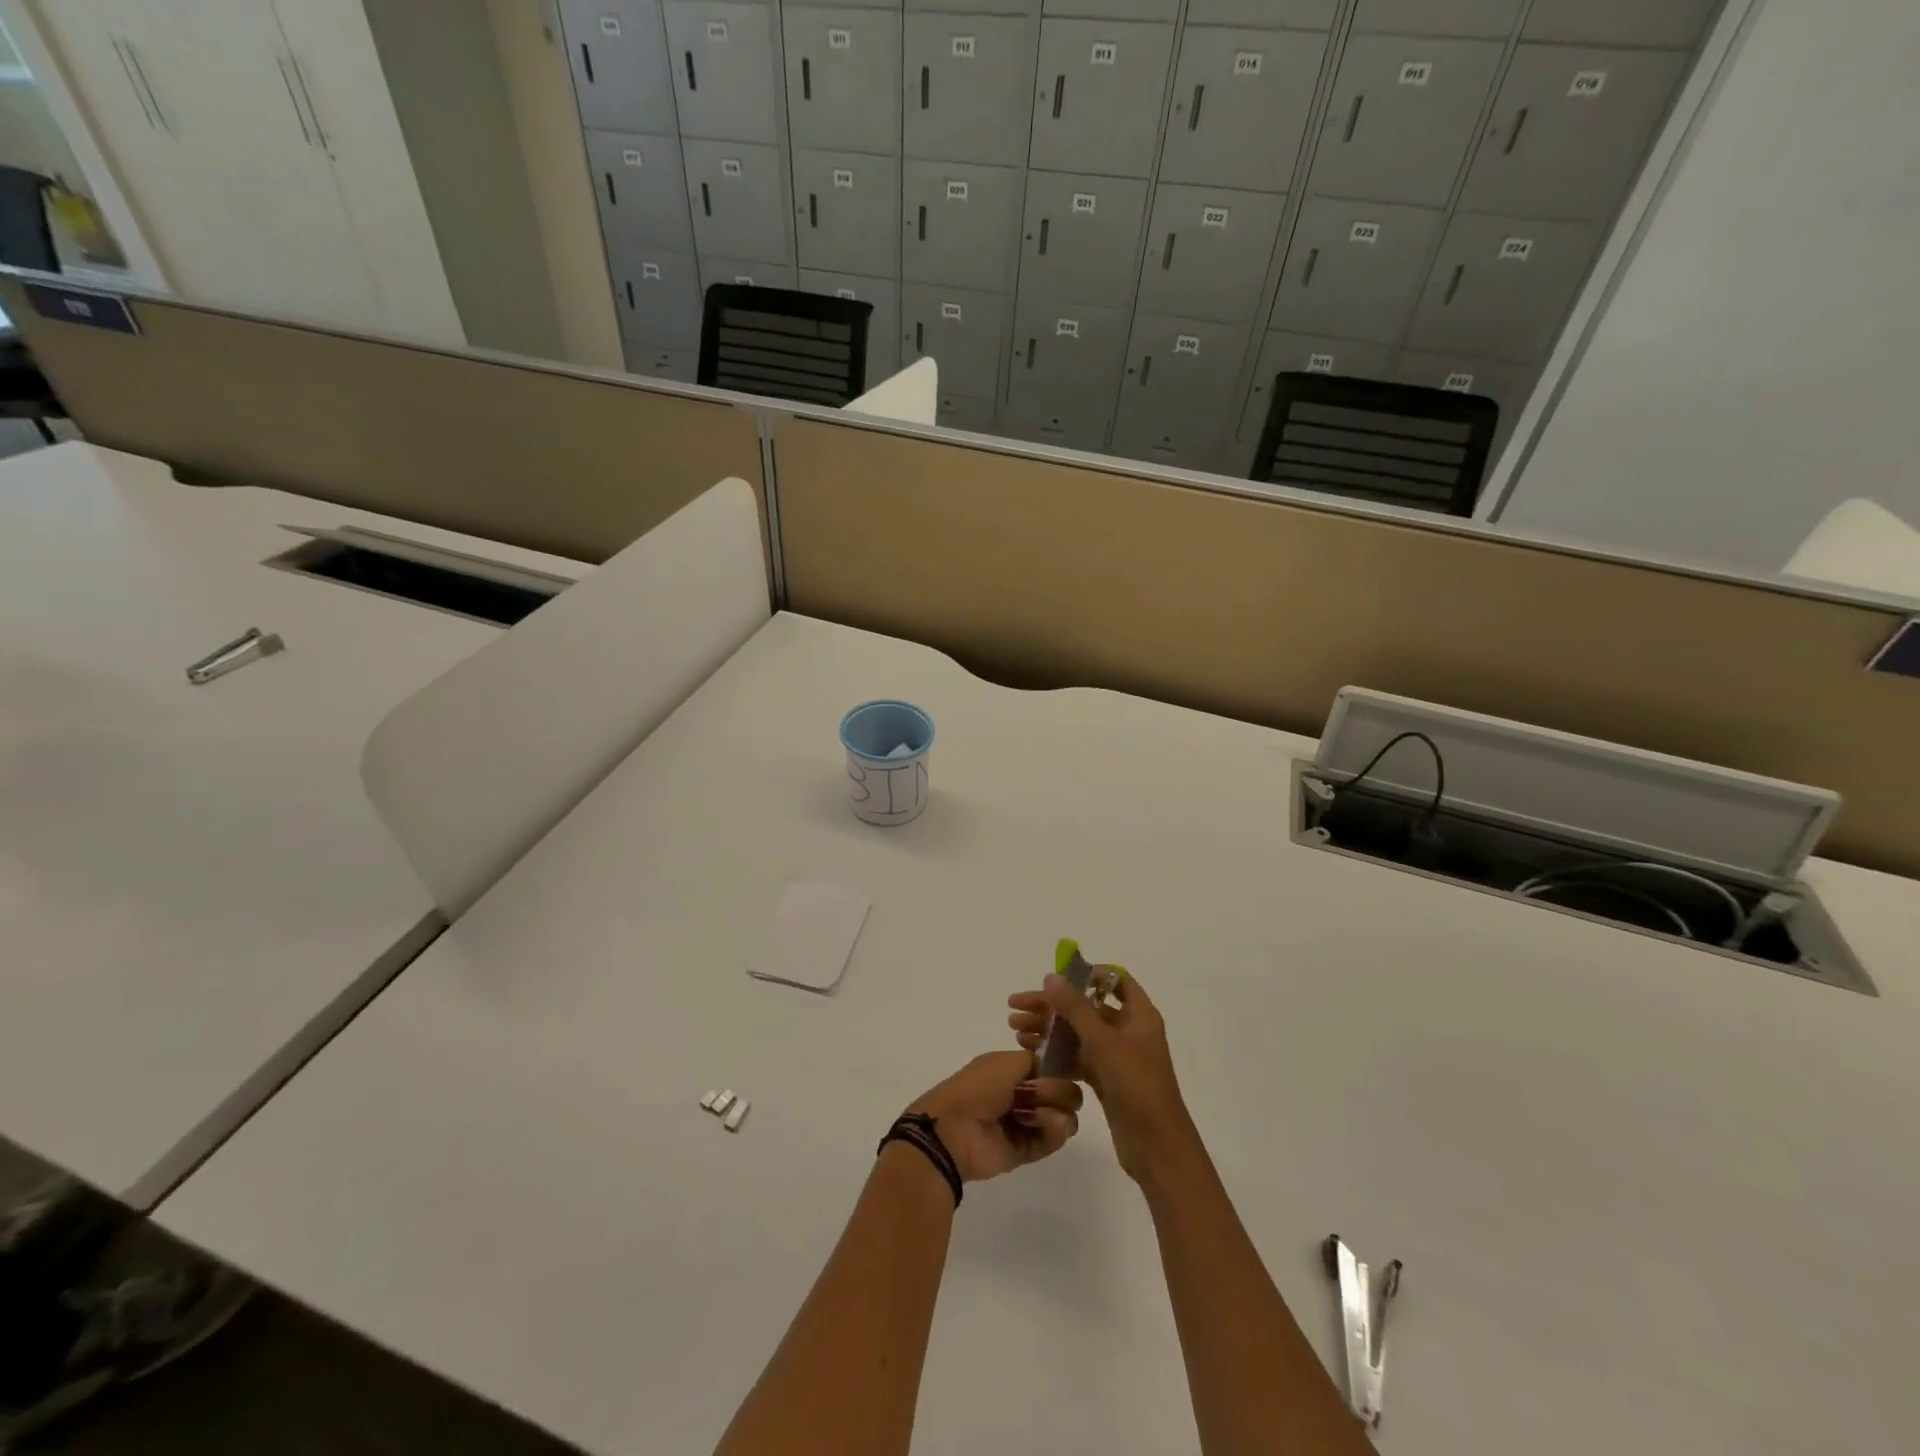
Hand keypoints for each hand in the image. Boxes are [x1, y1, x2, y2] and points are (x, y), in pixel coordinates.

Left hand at [907, 1051, 1082, 1182]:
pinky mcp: (1027, 1151)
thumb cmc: (978, 1087)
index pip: (1050, 1068)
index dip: (1059, 1068)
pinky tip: (1047, 1123)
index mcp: (1012, 1072)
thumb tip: (1055, 1067)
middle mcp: (1021, 1096)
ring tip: (1041, 1114)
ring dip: (1059, 1110)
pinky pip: (1053, 1140)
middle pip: (1062, 1091)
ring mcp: (1025, 1124)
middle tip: (1040, 1092)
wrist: (954, 1129)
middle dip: (1059, 1089)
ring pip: (1063, 1116)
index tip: (1059, 1068)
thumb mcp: (1004, 1061)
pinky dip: (1056, 1131)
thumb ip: (1036, 1060)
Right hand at [1007, 971, 1194, 1184]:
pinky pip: (1077, 1058)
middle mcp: (1129, 1031)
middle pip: (1087, 1006)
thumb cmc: (1137, 1086)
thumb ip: (1076, 1008)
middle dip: (1052, 1005)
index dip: (1086, 974)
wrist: (1157, 1149)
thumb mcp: (1105, 1043)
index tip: (1055, 978)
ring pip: (1078, 1033)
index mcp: (1139, 1015)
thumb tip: (1051, 976)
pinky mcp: (1106, 1080)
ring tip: (1015, 1030)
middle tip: (1016, 1006)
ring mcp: (1116, 1057)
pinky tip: (1030, 1053)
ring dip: (1048, 1029)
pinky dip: (1055, 1053)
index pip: (1115, 980)